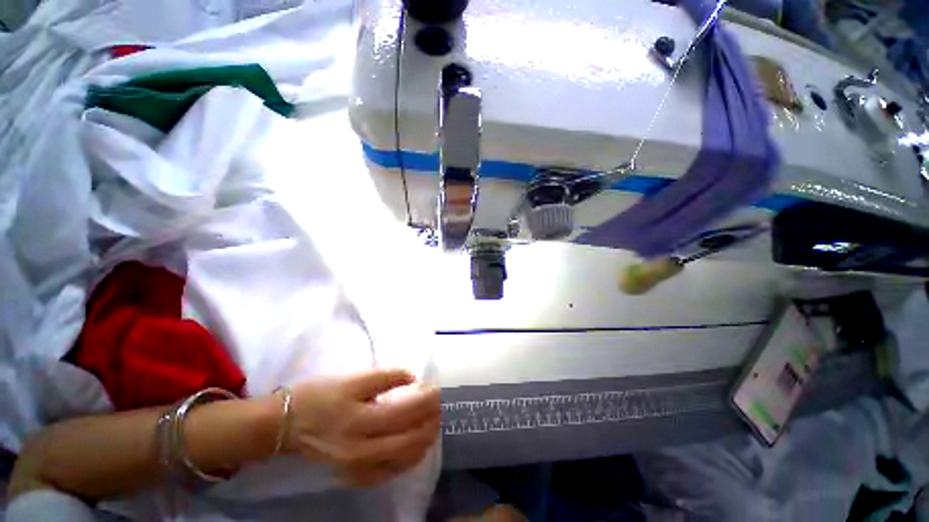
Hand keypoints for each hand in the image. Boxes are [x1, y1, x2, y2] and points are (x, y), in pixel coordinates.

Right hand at [284, 368, 439, 487]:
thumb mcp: (353, 380)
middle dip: (433, 419)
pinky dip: (410, 459)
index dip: (428, 399)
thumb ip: (385, 377)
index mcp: (360, 420)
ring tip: (437, 421)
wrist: (286, 426)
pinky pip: (390, 473)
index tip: (441, 389)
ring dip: (426, 438)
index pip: (407, 410)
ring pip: (404, 458)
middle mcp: (361, 450)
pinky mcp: (354, 477)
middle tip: (445, 405)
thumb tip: (413, 377)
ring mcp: (358, 468)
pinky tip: (418, 445)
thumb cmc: (320, 396)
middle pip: (410, 437)